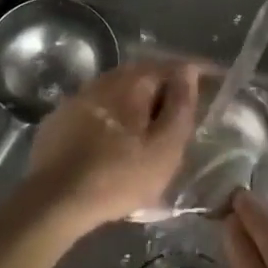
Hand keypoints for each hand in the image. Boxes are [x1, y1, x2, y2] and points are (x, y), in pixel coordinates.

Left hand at [25, 59, 200, 232]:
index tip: (214, 80)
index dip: (196, 72)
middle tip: (183, 107)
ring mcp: (77, 98)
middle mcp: (104, 80)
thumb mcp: (164, 148)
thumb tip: (188, 72)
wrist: (53, 201)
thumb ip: (181, 106)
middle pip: (143, 76)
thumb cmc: (118, 176)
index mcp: (132, 82)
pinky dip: (112, 117)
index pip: (172, 66)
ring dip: (137, 103)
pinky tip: (114, 139)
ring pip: (117, 93)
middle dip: (165, 87)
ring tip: (150, 126)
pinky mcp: (59, 120)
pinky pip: (96, 110)